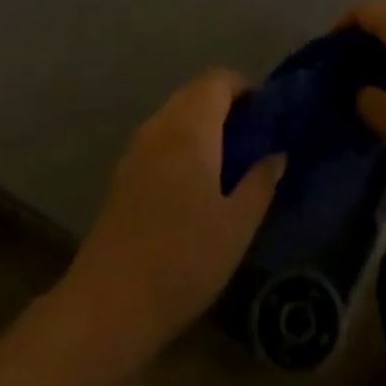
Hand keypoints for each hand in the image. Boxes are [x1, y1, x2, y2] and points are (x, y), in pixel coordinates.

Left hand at [66, 69, 283, 360]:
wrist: (109, 304)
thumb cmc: (184, 259)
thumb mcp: (237, 225)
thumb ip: (260, 183)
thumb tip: (276, 155)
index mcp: (189, 129)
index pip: (216, 80)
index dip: (243, 86)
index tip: (266, 111)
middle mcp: (159, 127)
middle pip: (193, 92)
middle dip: (224, 102)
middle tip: (253, 134)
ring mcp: (135, 150)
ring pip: (173, 114)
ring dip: (202, 121)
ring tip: (229, 157)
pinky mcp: (122, 175)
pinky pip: (159, 138)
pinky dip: (182, 141)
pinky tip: (197, 179)